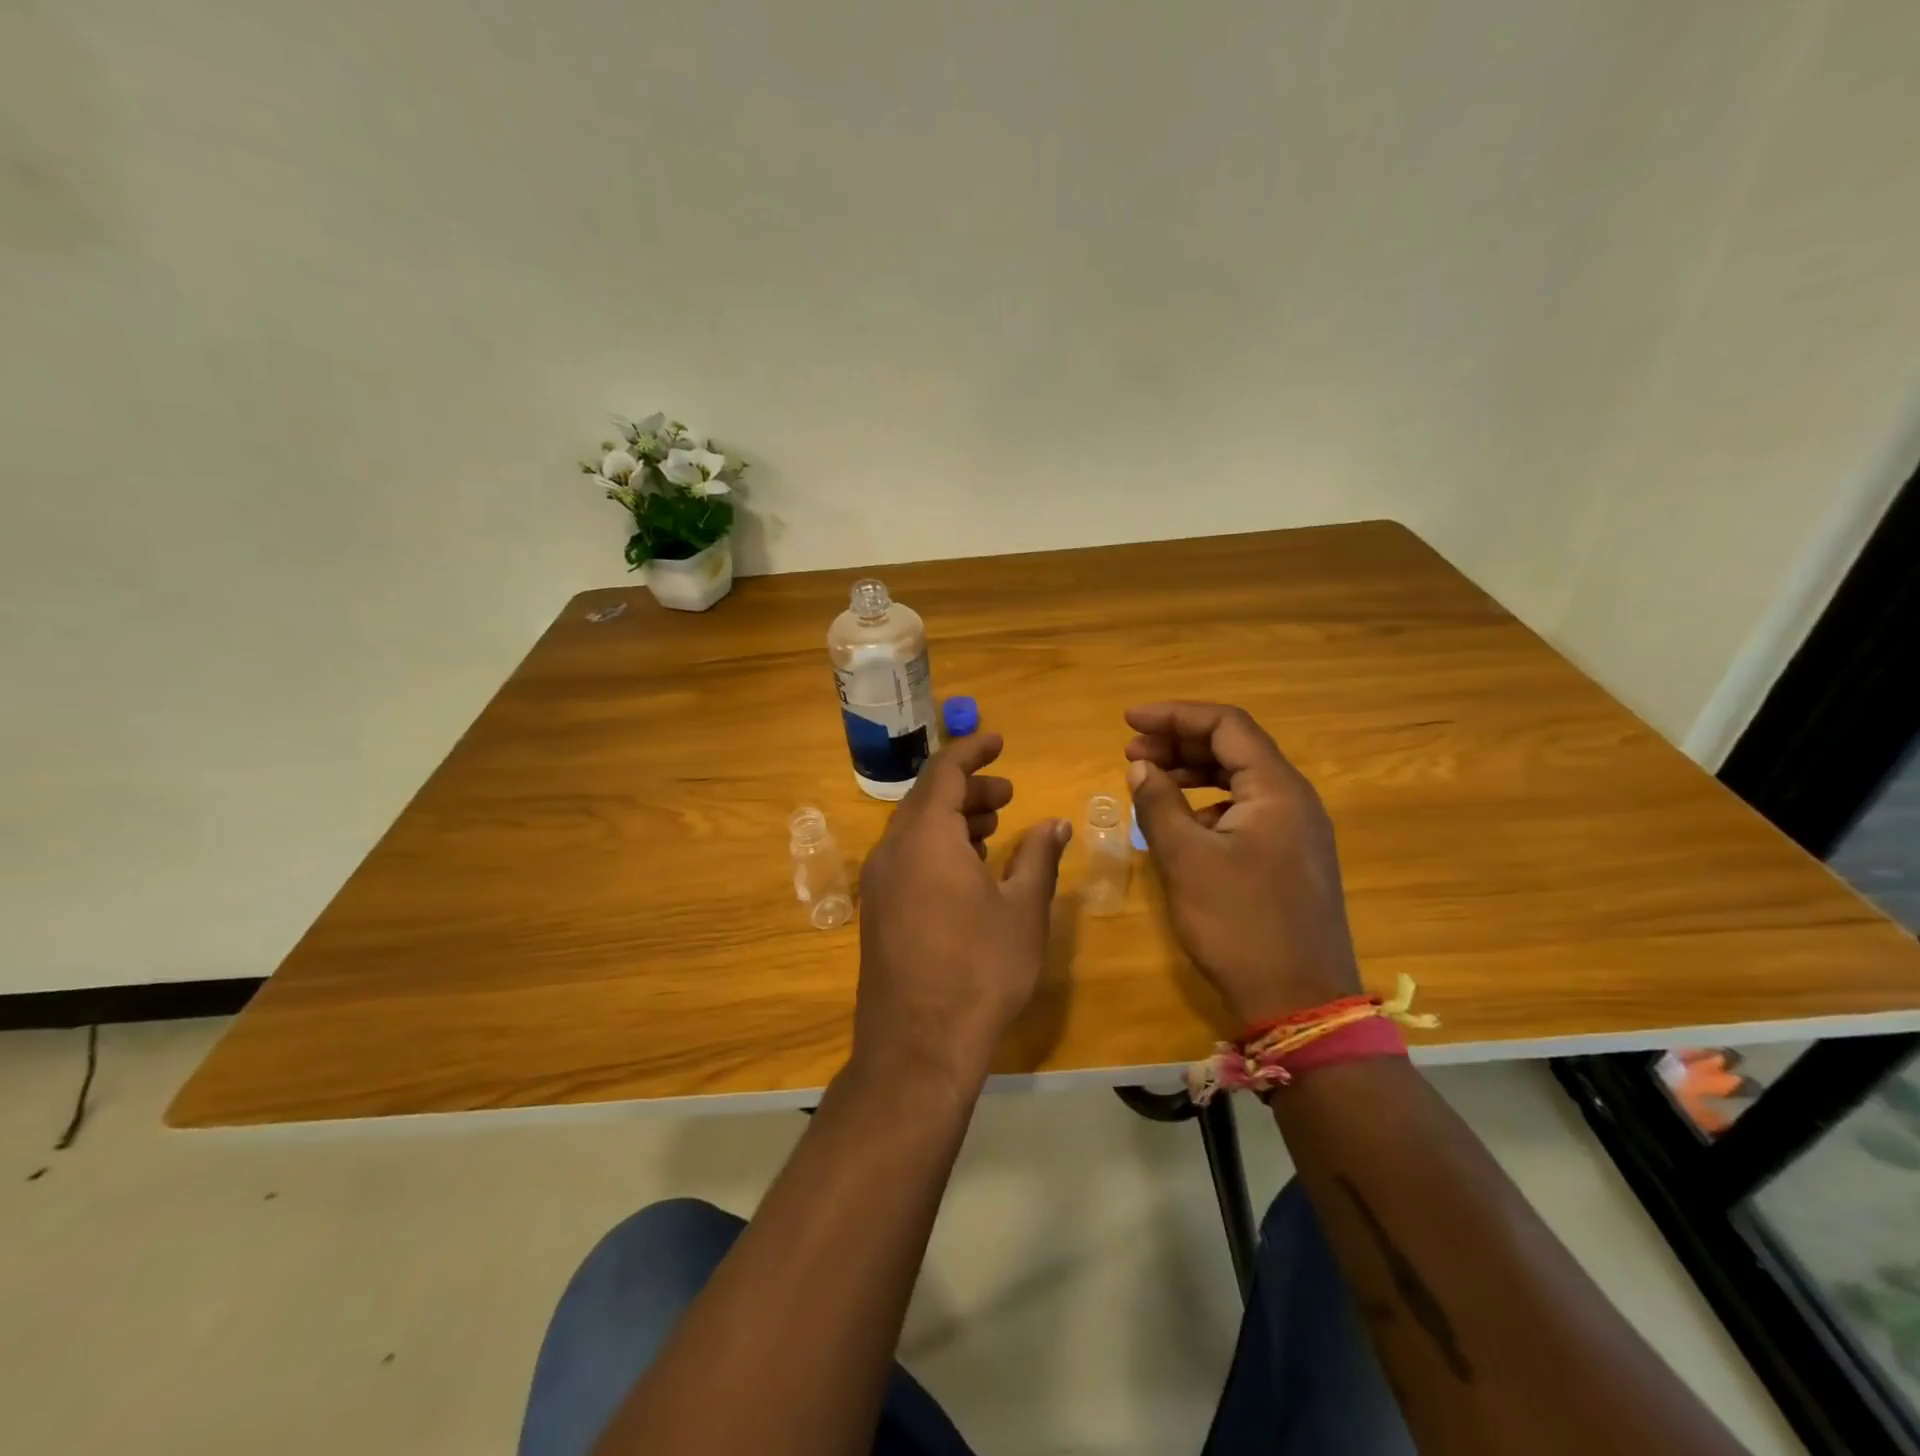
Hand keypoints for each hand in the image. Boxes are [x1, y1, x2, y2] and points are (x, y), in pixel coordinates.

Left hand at [853, 733, 1071, 1095]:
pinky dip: (937, 847)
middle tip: (1007, 795)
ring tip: (993, 828)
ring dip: (954, 819)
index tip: (998, 740)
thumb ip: (1038, 858)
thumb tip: (1054, 823)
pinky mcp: (877, 910)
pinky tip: (968, 869)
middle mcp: (892, 849)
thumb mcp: (1022, 910)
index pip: (946, 772)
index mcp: (926, 836)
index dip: (972, 751)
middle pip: (929, 799)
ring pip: (916, 829)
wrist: (918, 1045)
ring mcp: (879, 882)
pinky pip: (907, 858)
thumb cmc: (980, 969)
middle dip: (969, 789)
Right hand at [1124, 702, 1360, 1025]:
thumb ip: (1159, 804)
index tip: (1129, 721)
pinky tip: (1180, 824)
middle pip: (1235, 748)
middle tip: (1131, 753)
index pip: (1226, 725)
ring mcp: (1297, 831)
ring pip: (1240, 780)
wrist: (1300, 1002)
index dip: (1175, 715)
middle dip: (1180, 742)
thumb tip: (1141, 767)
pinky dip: (1209, 805)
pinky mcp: (1290, 858)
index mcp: (1277, 789)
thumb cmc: (1240, 924)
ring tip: (1149, 781)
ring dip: (1193, 773)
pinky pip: (1246, 811)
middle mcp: (1294, 800)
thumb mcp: (1186, 860)